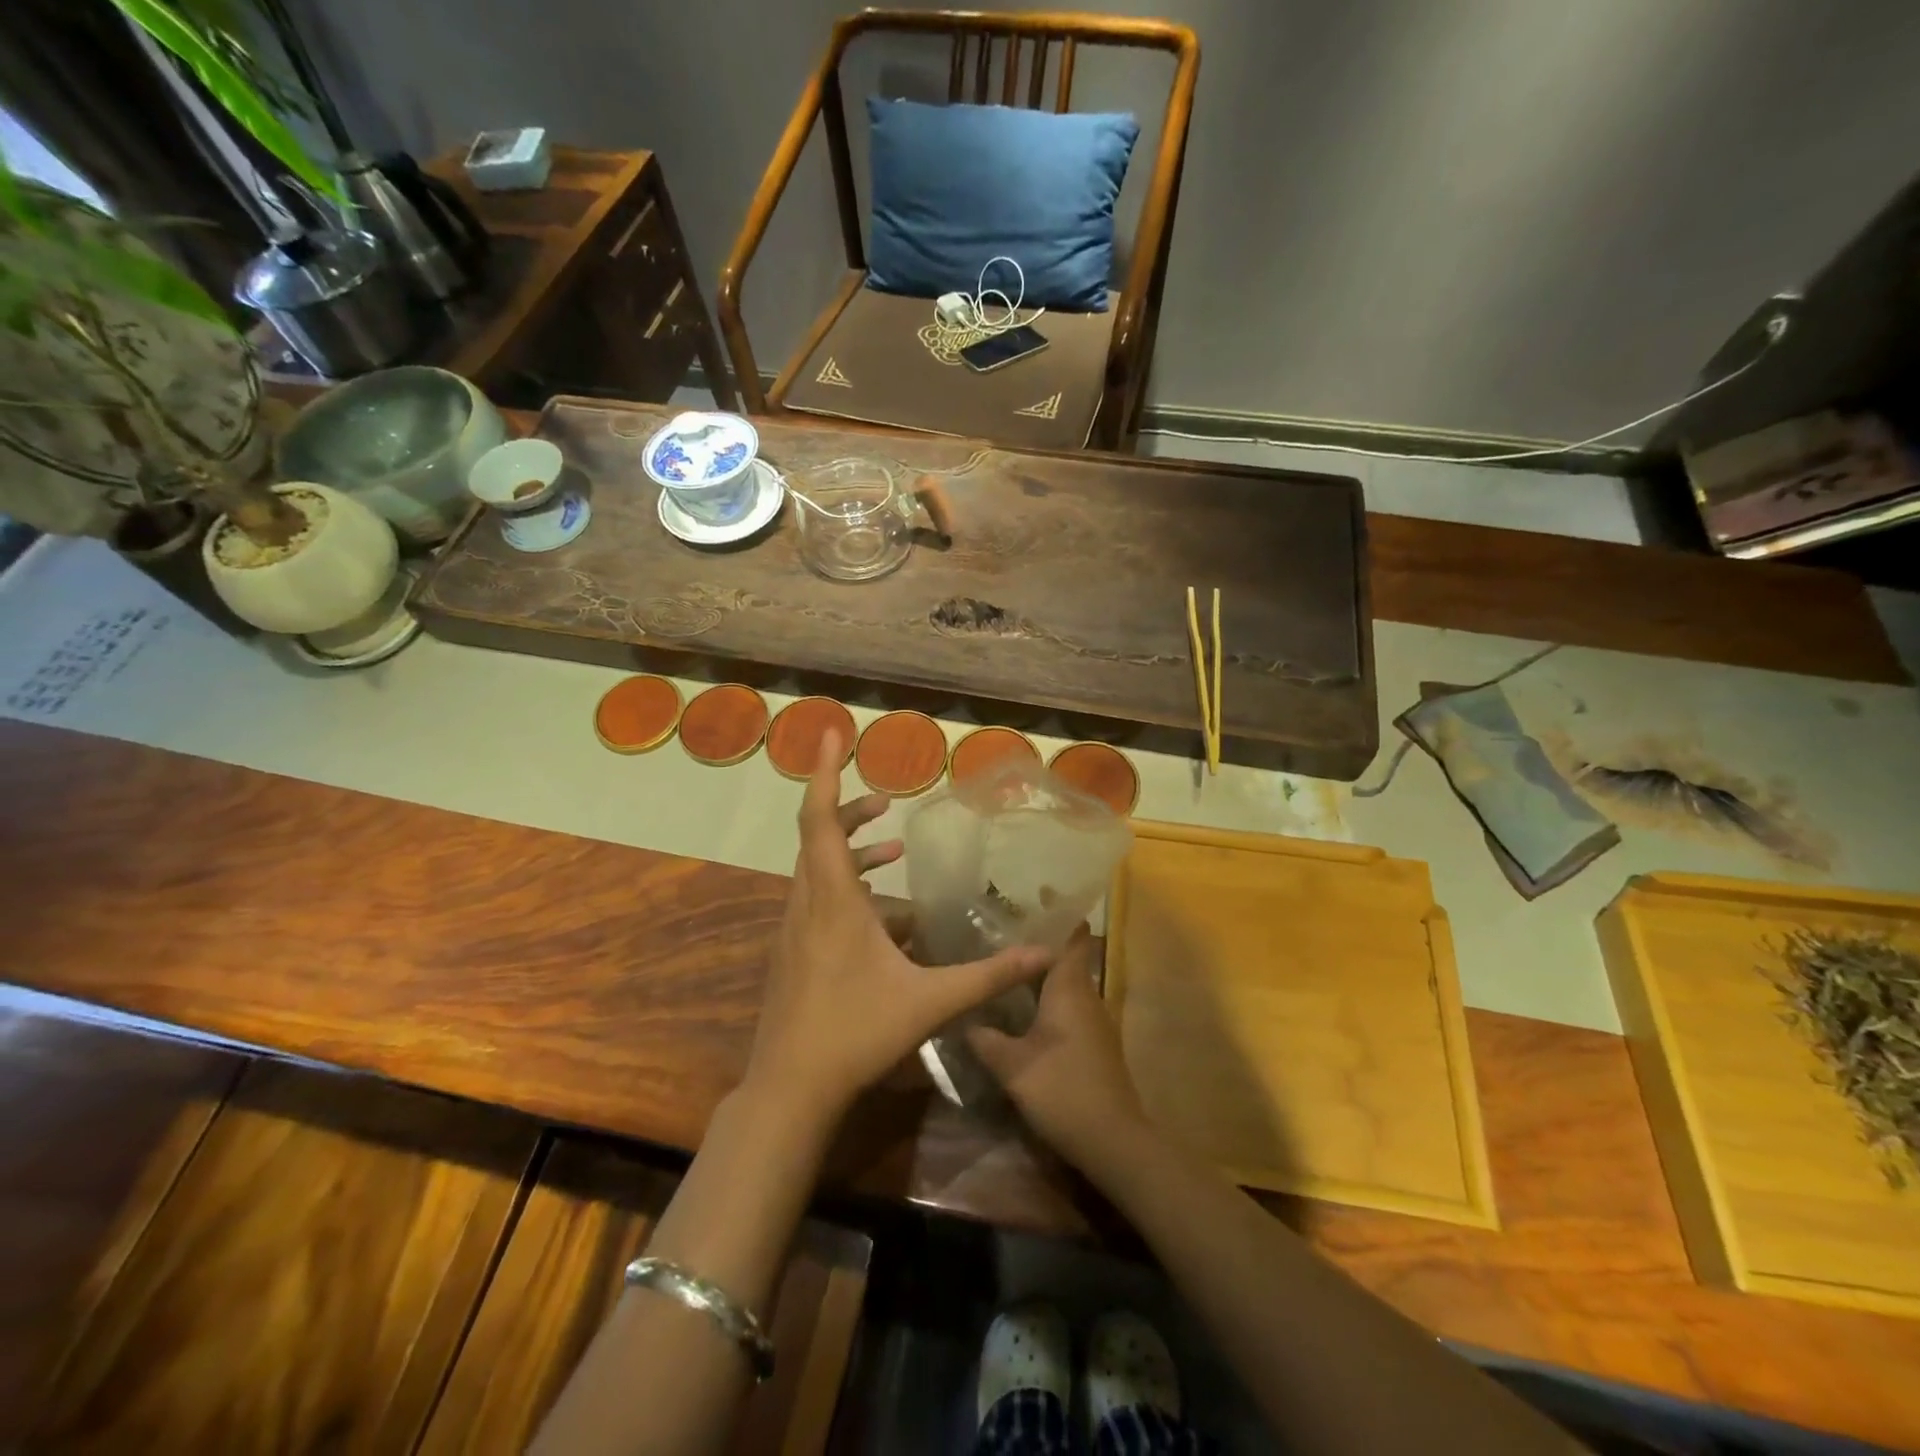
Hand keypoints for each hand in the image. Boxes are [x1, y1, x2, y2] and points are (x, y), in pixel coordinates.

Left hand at [743, 729, 1053, 1133]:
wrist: (790, 1089)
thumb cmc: (856, 1034)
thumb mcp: (930, 1002)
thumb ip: (988, 976)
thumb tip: (1043, 954)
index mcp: (834, 901)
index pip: (821, 819)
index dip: (825, 773)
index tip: (830, 733)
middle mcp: (808, 904)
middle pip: (818, 837)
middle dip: (850, 810)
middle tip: (885, 801)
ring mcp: (795, 930)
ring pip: (816, 869)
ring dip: (850, 851)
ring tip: (891, 850)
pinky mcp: (793, 952)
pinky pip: (817, 900)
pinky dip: (845, 887)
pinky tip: (881, 916)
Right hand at [968, 927, 1149, 1171]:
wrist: (1114, 1142)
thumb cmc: (1063, 1091)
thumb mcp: (1013, 1066)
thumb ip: (986, 1039)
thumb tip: (963, 1018)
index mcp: (1070, 989)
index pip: (1073, 937)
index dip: (1060, 913)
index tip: (1036, 896)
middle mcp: (1086, 997)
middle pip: (1067, 957)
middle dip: (1039, 943)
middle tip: (1000, 933)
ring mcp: (1094, 1022)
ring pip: (1067, 985)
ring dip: (1041, 974)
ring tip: (1003, 967)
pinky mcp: (1094, 1045)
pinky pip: (1069, 1007)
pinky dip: (1047, 999)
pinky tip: (1021, 1012)